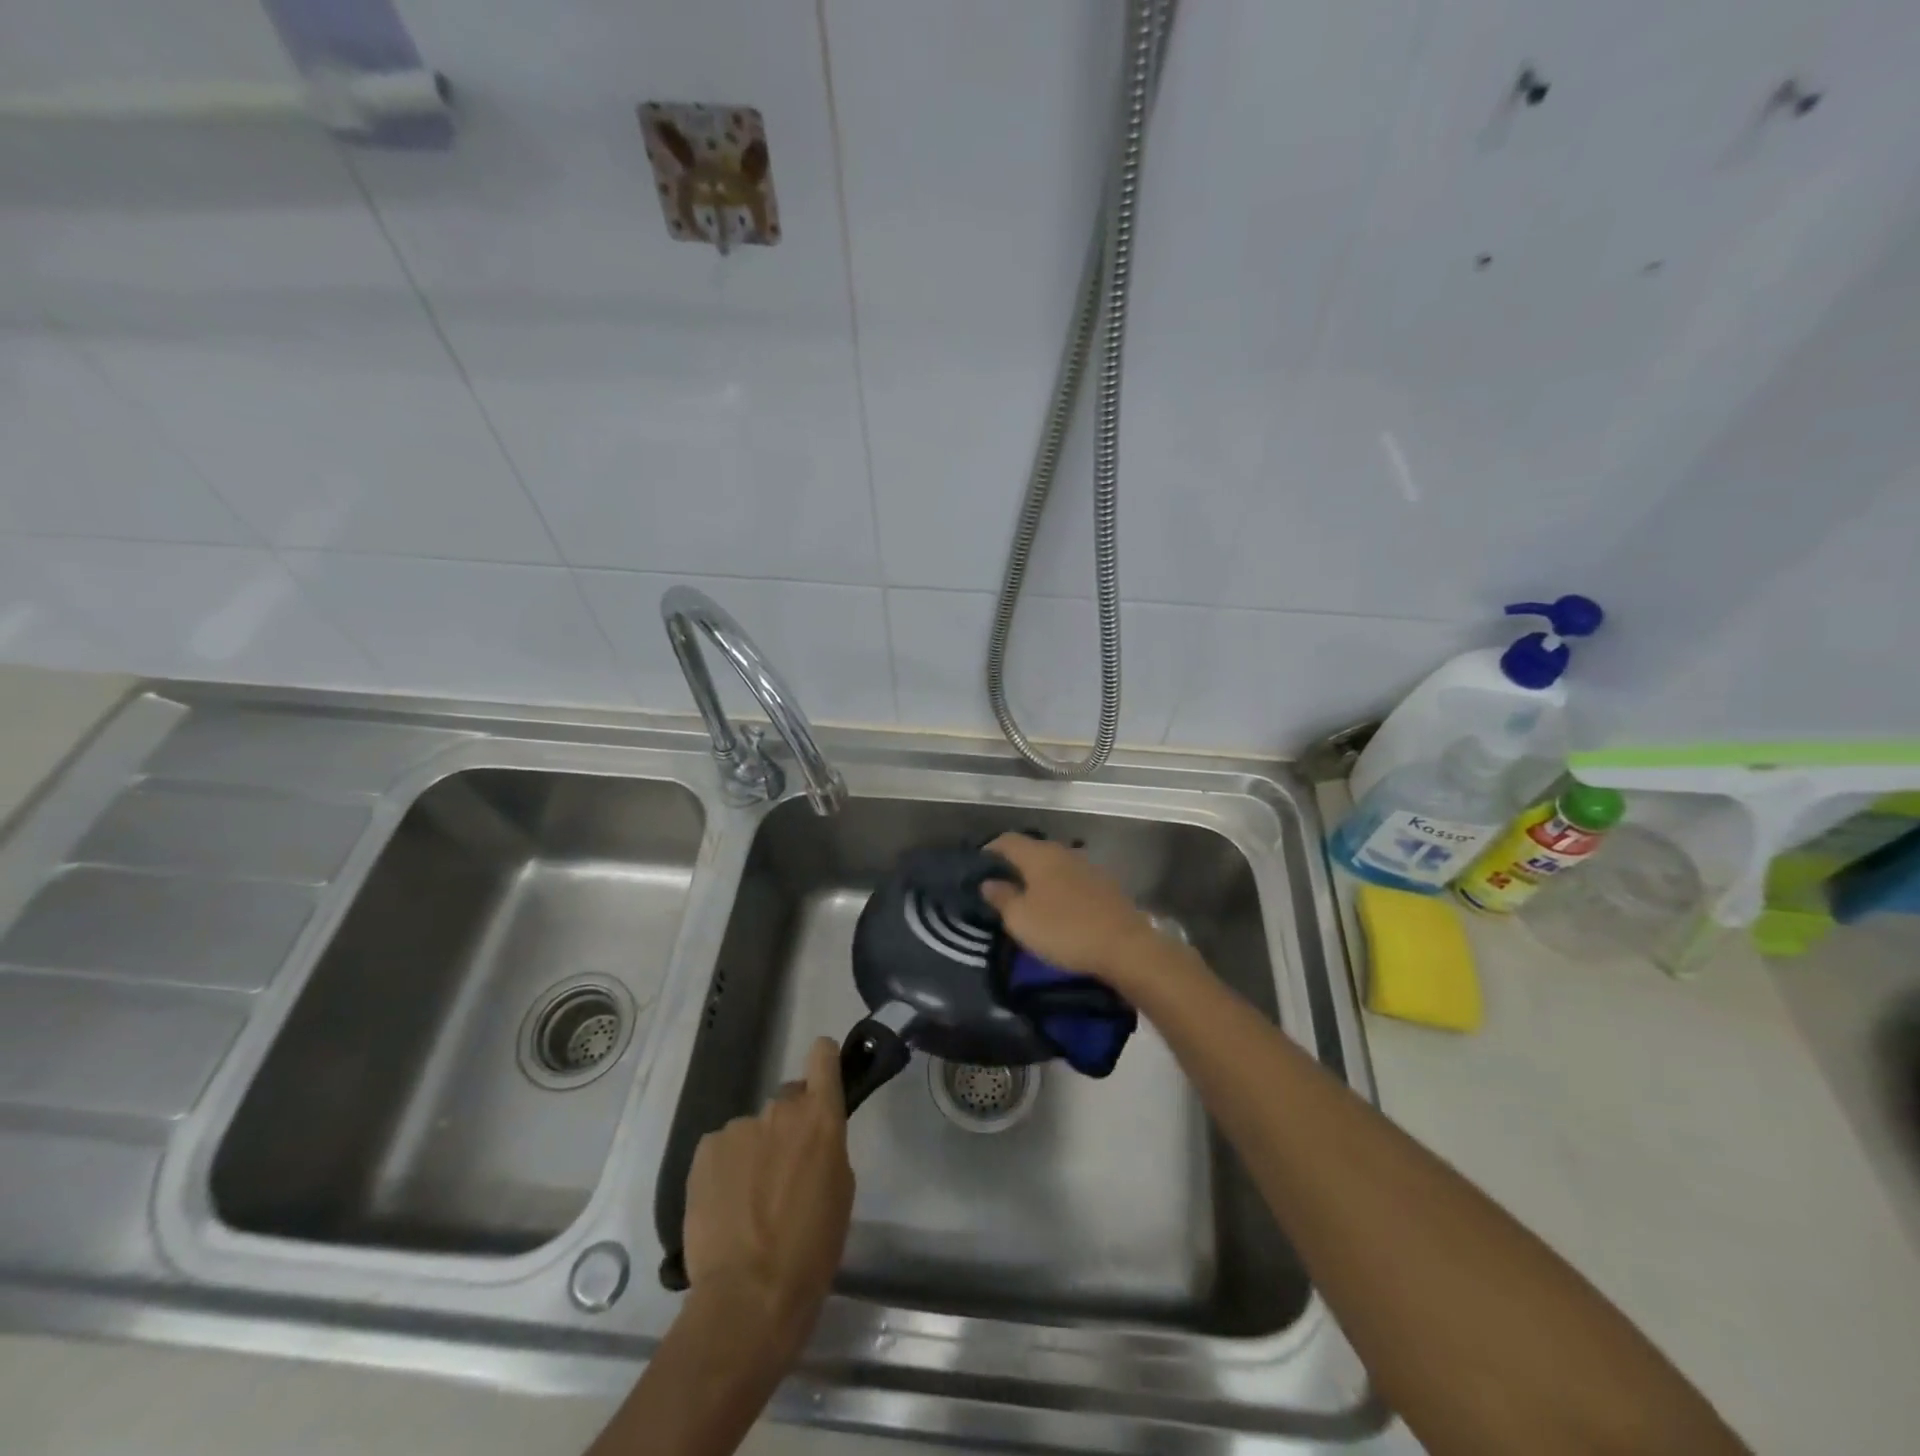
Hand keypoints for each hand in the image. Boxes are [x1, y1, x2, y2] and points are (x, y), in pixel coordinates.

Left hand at [682, 1037, 853, 1353]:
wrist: (748, 1297)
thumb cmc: (811, 1251)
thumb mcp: (840, 1193)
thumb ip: (827, 1148)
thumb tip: (810, 1139)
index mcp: (821, 1118)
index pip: (823, 1056)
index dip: (823, 1061)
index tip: (822, 1074)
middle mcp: (780, 1110)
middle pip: (787, 1098)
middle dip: (788, 1124)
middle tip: (784, 1170)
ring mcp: (739, 1128)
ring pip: (753, 1129)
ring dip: (755, 1151)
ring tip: (749, 1201)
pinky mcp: (705, 1150)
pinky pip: (722, 1148)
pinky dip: (725, 1168)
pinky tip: (725, 1205)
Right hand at [980, 832, 1161, 988]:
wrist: (1125, 947)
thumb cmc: (1064, 929)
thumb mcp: (1021, 919)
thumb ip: (1002, 897)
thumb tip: (988, 882)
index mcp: (1039, 855)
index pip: (1007, 840)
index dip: (990, 850)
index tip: (978, 866)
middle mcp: (1063, 852)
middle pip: (1032, 850)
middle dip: (1015, 864)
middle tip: (1000, 885)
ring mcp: (1087, 867)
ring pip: (1054, 865)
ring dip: (1039, 877)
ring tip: (1027, 898)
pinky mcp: (1105, 885)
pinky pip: (1072, 880)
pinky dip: (1058, 888)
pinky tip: (1057, 907)